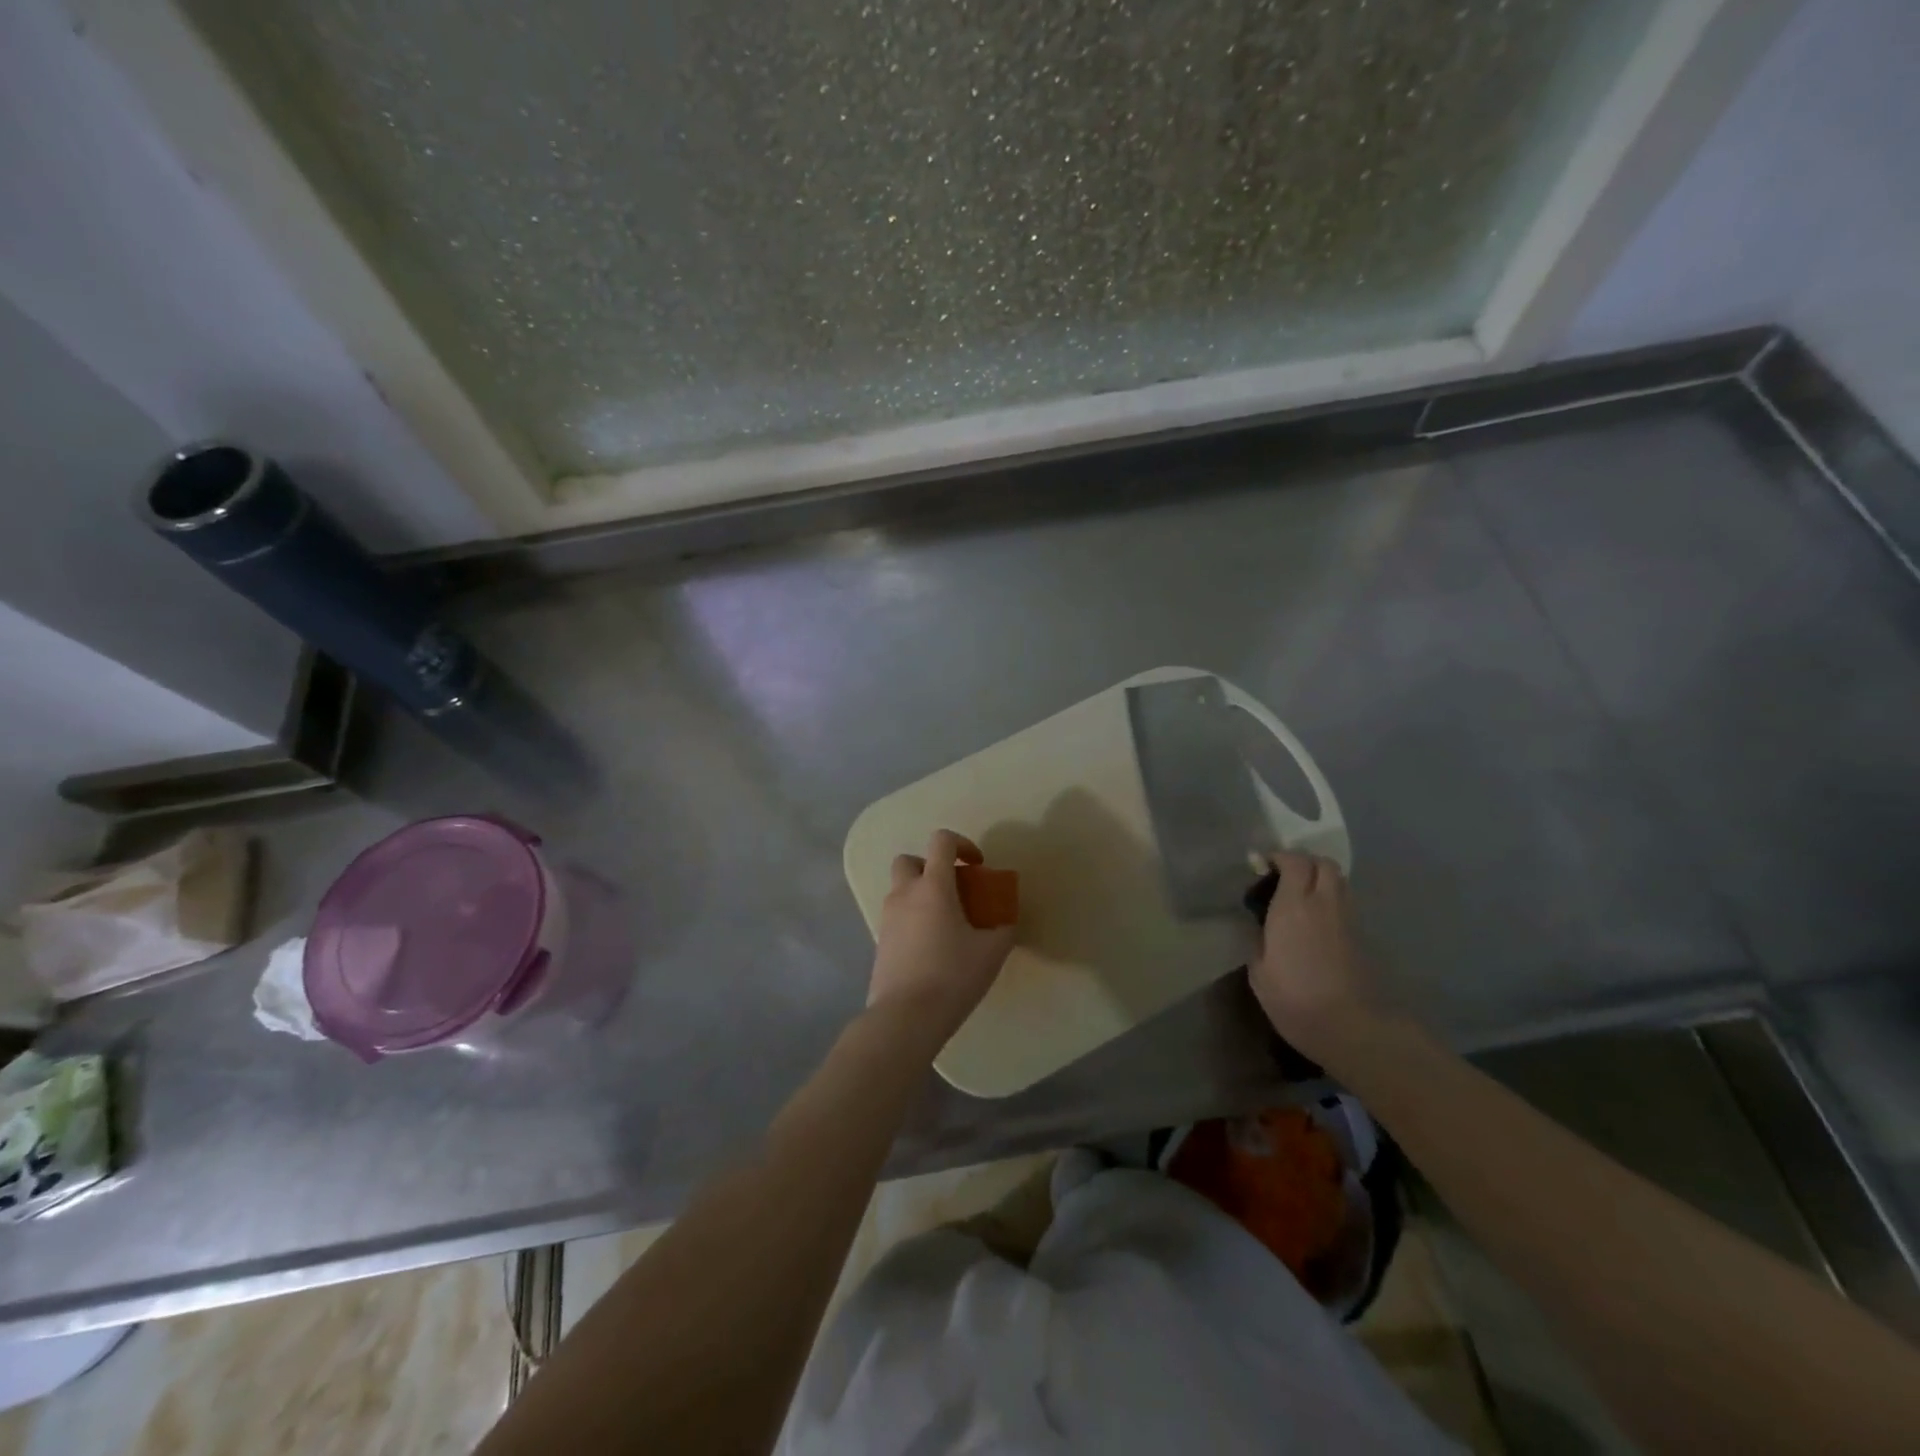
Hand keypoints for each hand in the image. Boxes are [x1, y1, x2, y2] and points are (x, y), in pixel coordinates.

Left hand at [868, 830, 1015, 1046]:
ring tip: (945, 924)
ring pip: (900, 889)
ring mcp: (887, 918)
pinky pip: (896, 917)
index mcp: (933, 886)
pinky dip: (912, 919)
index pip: (941, 841)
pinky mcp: (879, 942)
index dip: (962, 844)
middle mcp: (905, 894)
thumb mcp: (991, 952)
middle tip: (953, 890)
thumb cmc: (953, 976)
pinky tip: (931, 947)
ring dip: (921, 894)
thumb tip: (1005, 921)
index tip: (977, 866)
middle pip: (909, 860)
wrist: (906, 1016)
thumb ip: (1003, 929)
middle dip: (931, 867)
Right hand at [1249, 851, 1386, 1063]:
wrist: (1353, 1029)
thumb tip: (1259, 925)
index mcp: (1293, 905)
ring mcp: (1348, 918)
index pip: (1293, 861)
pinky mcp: (1362, 936)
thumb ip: (1258, 939)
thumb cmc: (1295, 999)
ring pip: (1338, 880)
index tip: (1260, 867)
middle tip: (1282, 877)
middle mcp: (1324, 903)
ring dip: (1319, 878)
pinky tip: (1316, 921)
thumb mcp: (1260, 971)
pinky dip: (1330, 899)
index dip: (1277, 857)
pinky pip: (1345, 902)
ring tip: (1299, 897)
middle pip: (1323, 863)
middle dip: (1303, 862)